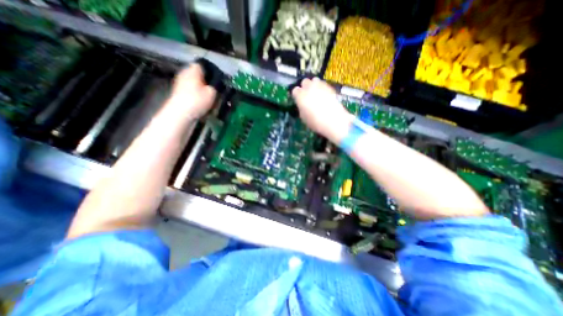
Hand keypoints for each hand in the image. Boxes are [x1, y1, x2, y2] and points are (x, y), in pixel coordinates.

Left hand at [166, 64, 215, 119]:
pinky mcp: (179, 92)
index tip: (219, 80)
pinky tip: (203, 102)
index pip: (203, 64)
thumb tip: (216, 84)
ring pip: (195, 83)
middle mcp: (185, 73)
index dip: (212, 71)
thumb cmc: (197, 100)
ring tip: (211, 98)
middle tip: (216, 90)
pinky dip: (197, 94)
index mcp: (193, 69)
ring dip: (202, 89)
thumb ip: (216, 86)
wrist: (180, 113)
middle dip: (207, 81)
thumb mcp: (212, 93)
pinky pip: (191, 90)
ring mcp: (180, 82)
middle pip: (199, 74)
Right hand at [293, 77, 352, 143]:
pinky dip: (322, 88)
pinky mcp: (329, 87)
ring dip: (314, 85)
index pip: (295, 90)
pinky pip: (323, 84)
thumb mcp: (303, 117)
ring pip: (314, 80)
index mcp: (300, 96)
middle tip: (306, 95)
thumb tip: (302, 105)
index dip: (296, 95)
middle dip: (305, 87)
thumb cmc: (315, 122)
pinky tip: (324, 95)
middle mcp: (309, 88)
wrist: (333, 120)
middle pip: (304, 81)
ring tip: (316, 93)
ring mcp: (320, 86)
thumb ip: (301, 108)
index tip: (298, 99)